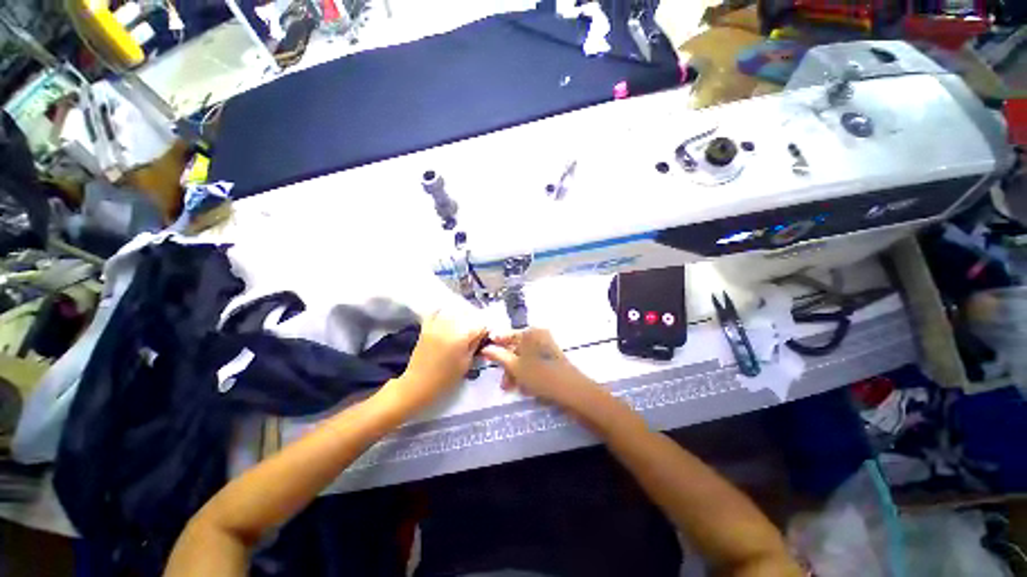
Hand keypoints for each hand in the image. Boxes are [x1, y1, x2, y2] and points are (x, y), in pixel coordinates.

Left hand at [384, 310, 487, 414]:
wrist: (418, 383)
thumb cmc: (446, 378)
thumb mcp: (467, 363)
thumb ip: (475, 344)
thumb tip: (482, 332)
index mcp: (461, 336)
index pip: (480, 323)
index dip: (485, 328)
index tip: (486, 334)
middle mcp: (449, 325)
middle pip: (467, 313)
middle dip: (474, 319)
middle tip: (476, 330)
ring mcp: (436, 324)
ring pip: (453, 310)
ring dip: (461, 314)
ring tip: (463, 324)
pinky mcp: (426, 326)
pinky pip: (436, 312)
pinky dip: (443, 312)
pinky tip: (448, 317)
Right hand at [480, 328, 597, 408]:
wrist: (572, 391)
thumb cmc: (541, 376)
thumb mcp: (515, 367)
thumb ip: (499, 356)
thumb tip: (486, 348)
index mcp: (531, 332)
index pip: (507, 335)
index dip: (495, 345)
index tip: (484, 355)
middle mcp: (539, 336)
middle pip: (516, 348)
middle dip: (508, 366)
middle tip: (503, 383)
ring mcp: (547, 347)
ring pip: (524, 358)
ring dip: (516, 373)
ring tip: (513, 389)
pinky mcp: (553, 358)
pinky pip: (534, 363)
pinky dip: (528, 374)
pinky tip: (526, 388)